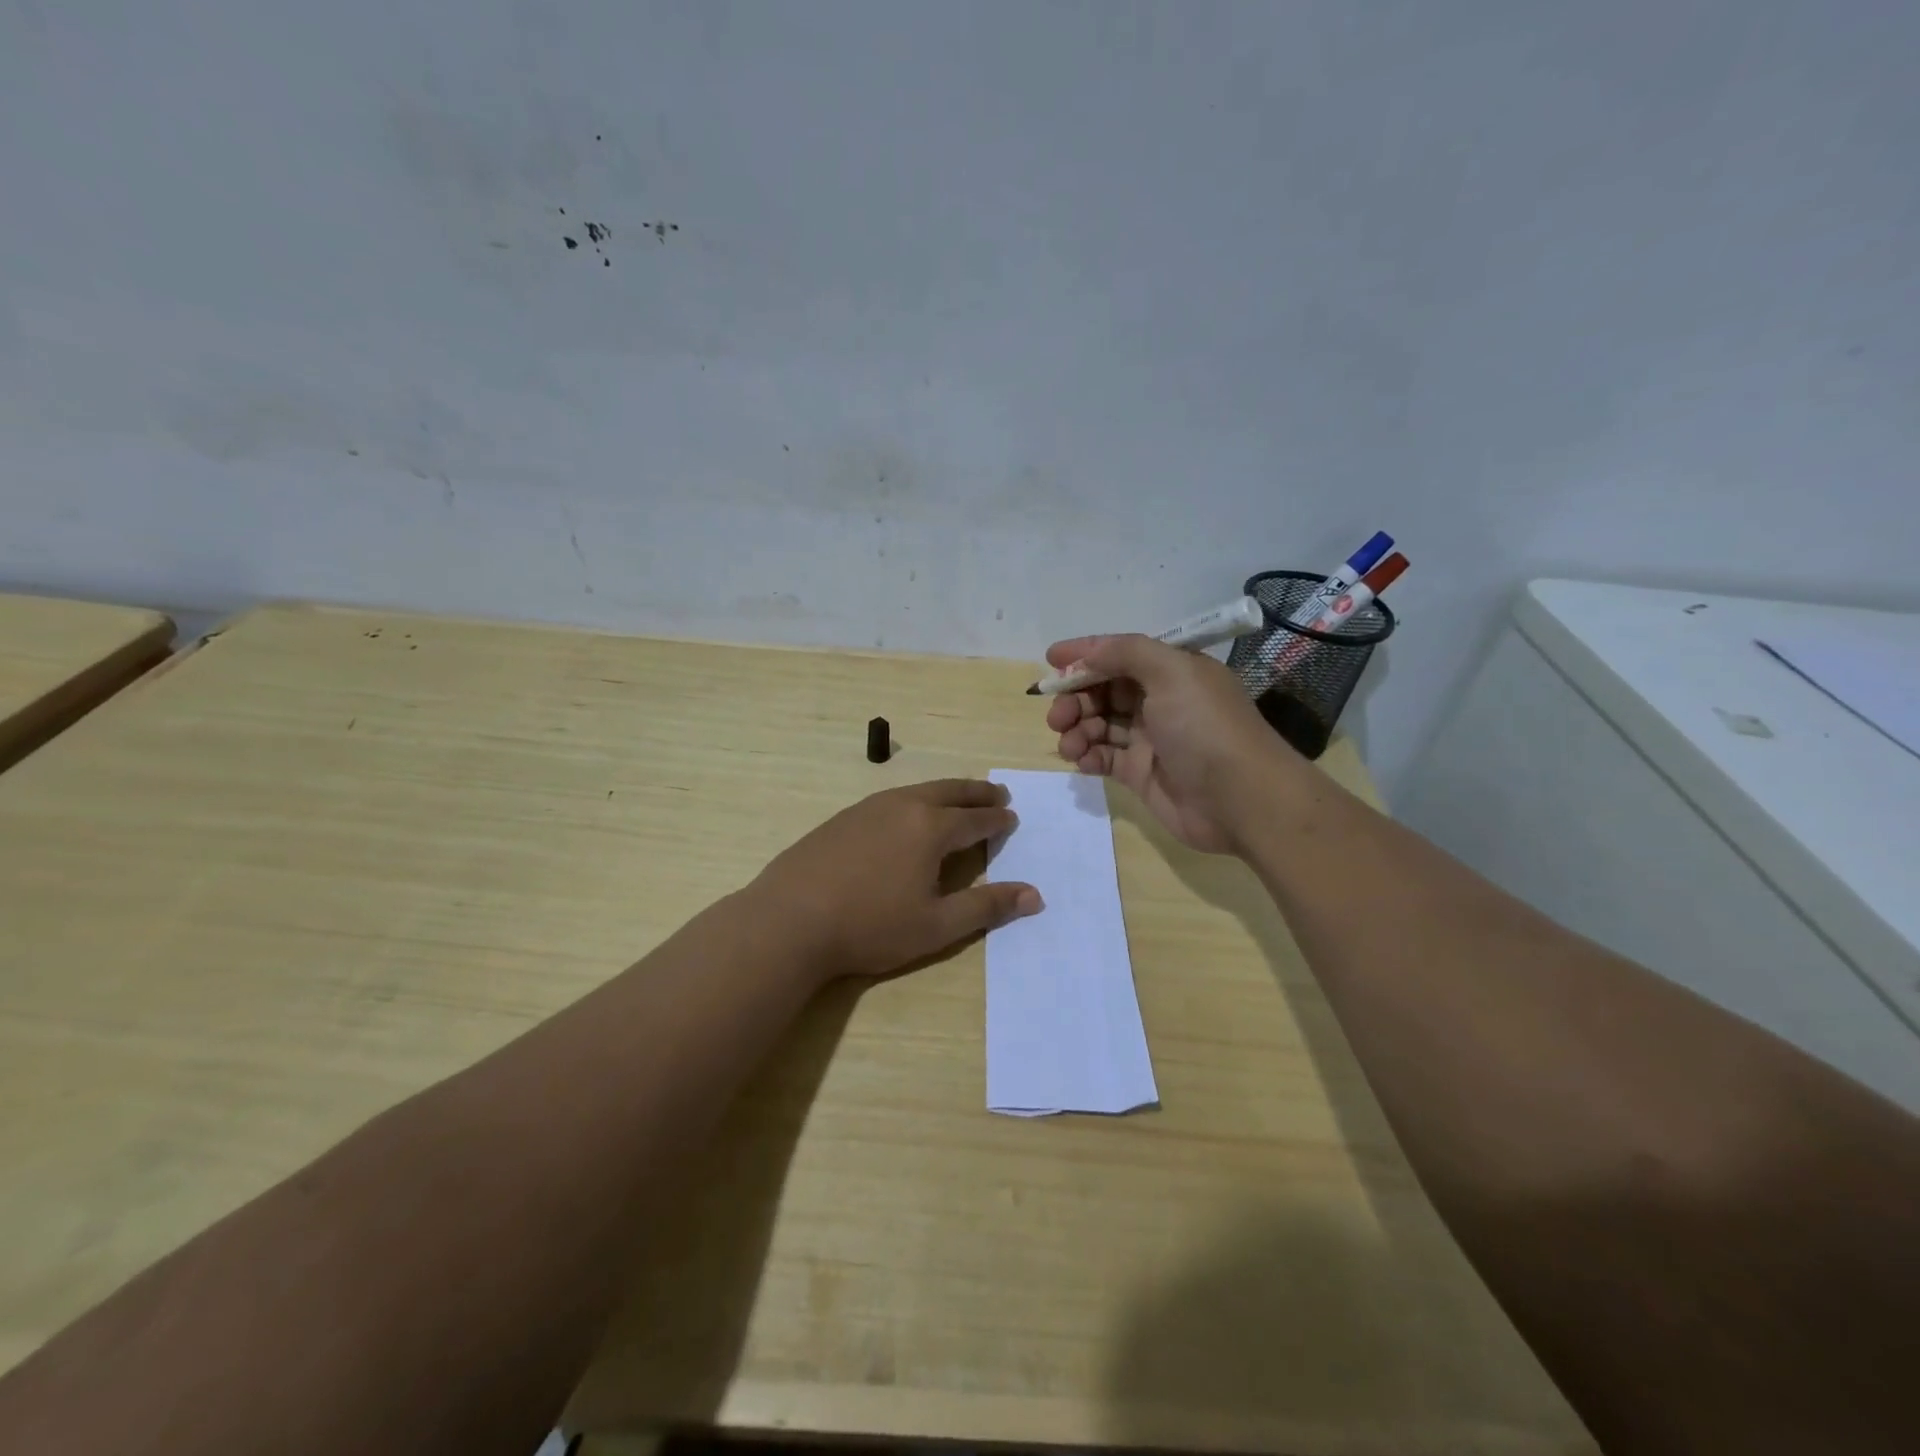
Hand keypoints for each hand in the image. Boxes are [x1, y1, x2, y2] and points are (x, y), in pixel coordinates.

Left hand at [751, 779, 1043, 980]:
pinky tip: (906, 814)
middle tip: (997, 794)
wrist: (789, 920)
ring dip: (945, 792)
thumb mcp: (936, 925)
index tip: (1011, 818)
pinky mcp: (842, 818)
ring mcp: (868, 808)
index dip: (997, 820)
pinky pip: (891, 799)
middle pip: (949, 792)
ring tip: (957, 798)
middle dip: (976, 793)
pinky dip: (913, 799)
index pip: (975, 819)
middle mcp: (903, 806)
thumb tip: (1034, 895)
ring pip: (917, 790)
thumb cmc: (870, 926)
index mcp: (931, 828)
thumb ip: (987, 907)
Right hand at [1044, 634, 1291, 853]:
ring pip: (1098, 724)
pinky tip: (1081, 760)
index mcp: (1172, 671)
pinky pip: (1103, 757)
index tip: (1051, 659)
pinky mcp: (1140, 773)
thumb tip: (1087, 651)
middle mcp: (1160, 701)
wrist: (1240, 800)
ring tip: (1069, 743)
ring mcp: (1149, 739)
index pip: (1120, 654)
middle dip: (1076, 698)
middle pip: (1104, 690)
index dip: (1085, 654)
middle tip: (1058, 715)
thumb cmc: (1205, 728)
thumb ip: (1126, 652)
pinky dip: (1086, 755)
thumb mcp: (1172, 672)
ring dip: (1076, 728)